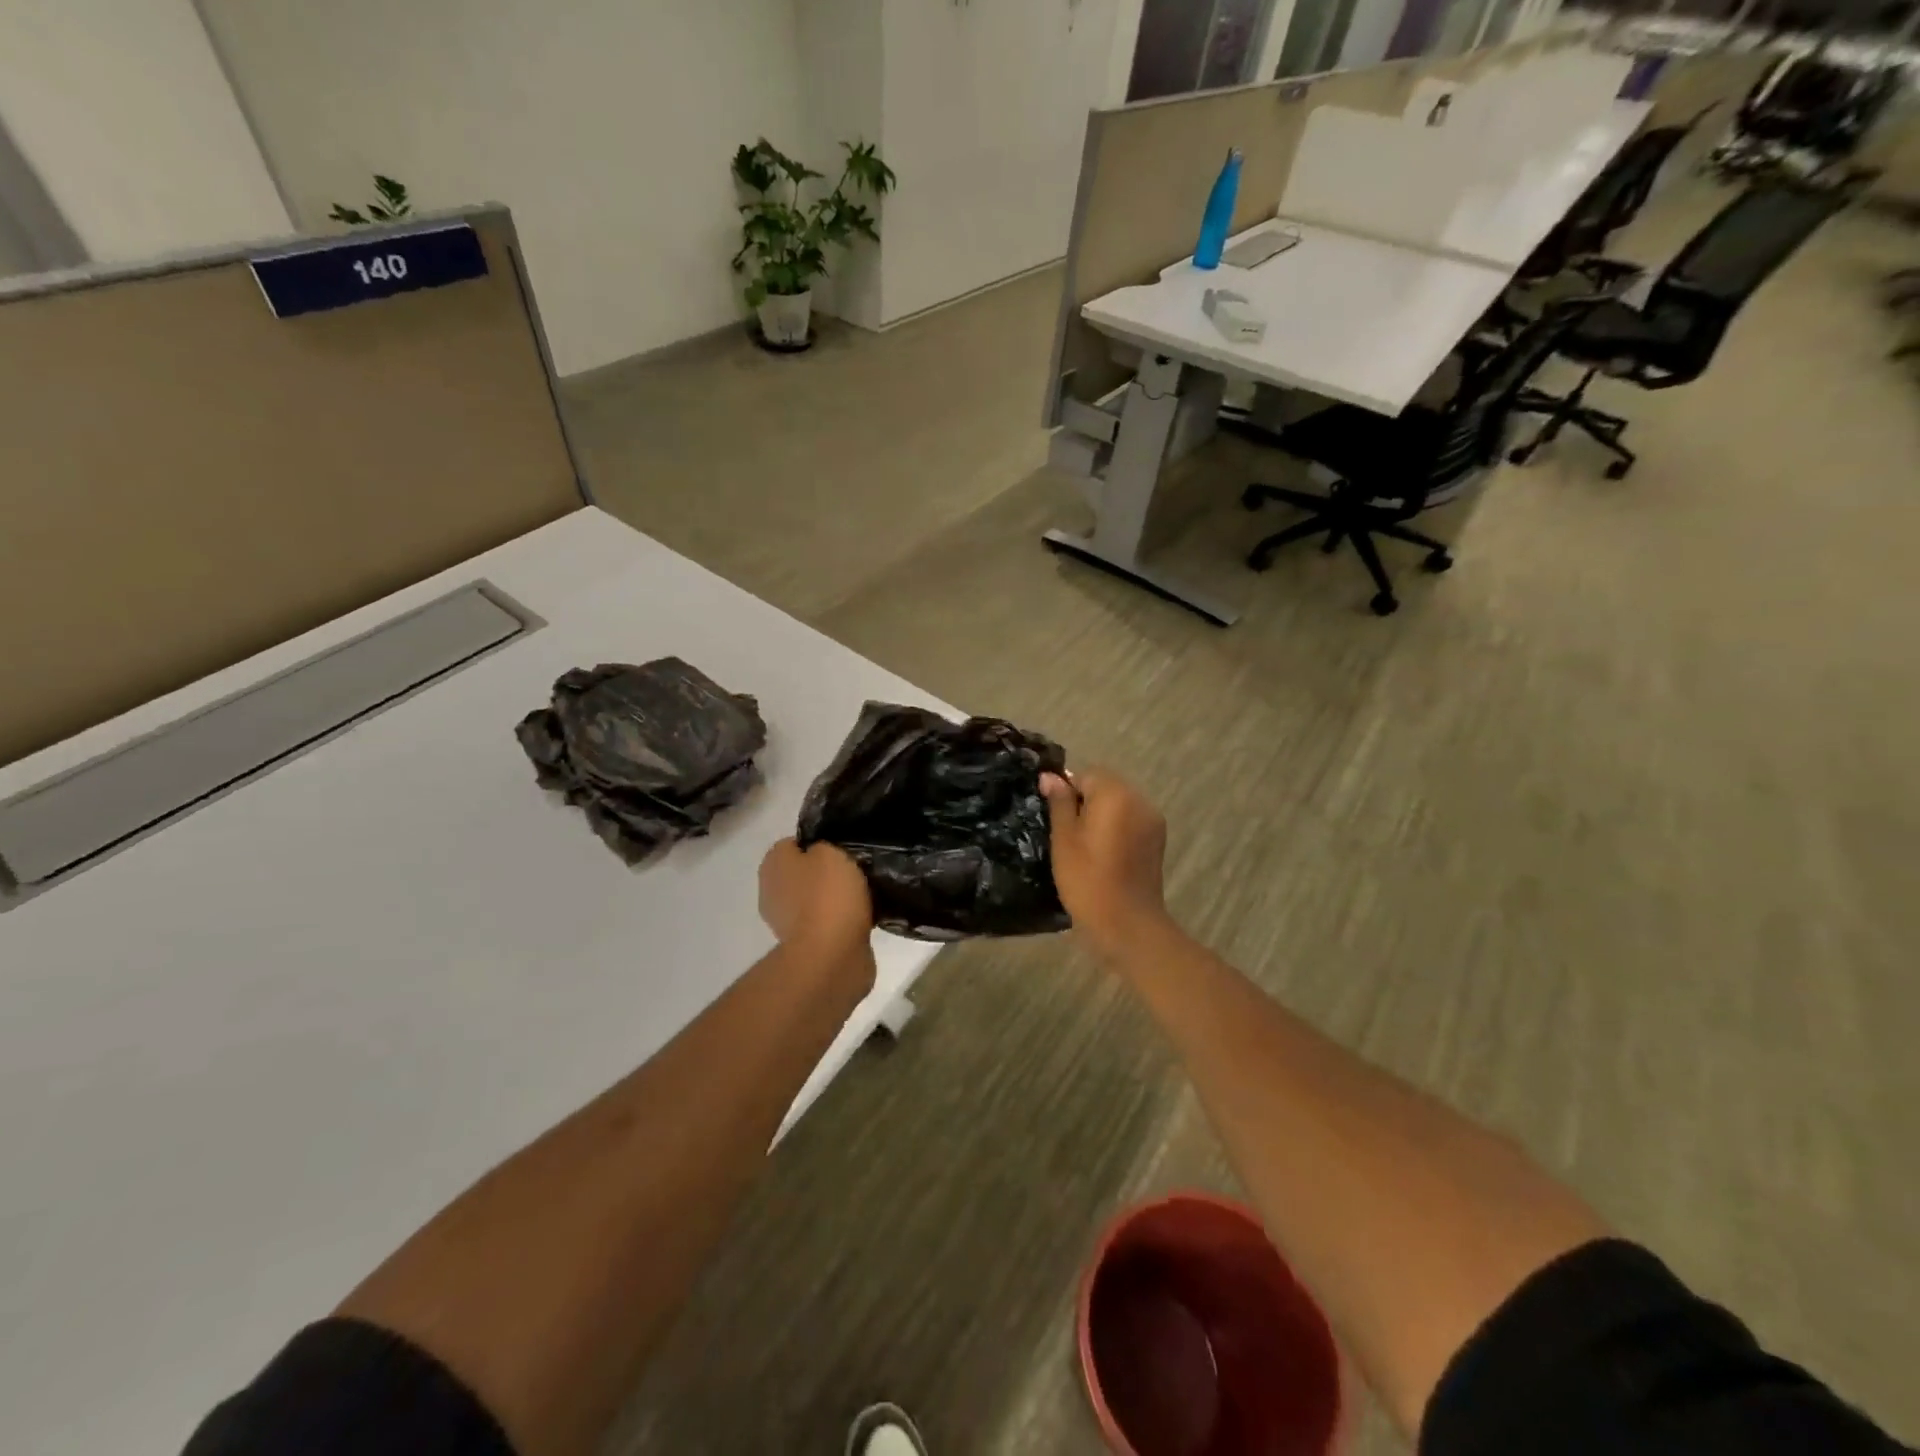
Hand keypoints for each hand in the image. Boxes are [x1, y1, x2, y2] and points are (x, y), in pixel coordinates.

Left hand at [758, 839, 875, 974]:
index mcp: (773, 864)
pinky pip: (825, 922)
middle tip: (856, 870)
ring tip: (865, 895)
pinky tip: (862, 917)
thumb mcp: (830, 852)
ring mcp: (785, 921)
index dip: (819, 842)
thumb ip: (824, 845)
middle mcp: (771, 890)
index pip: (794, 843)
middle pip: (804, 872)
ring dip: (835, 898)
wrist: (831, 955)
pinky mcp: (805, 945)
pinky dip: (840, 921)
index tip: (843, 847)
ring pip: (815, 898)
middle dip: (827, 872)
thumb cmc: (828, 895)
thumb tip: (821, 854)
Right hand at [1040, 769, 1172, 959]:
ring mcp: (1152, 820)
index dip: (1067, 792)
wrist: (1127, 924)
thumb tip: (1050, 777)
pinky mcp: (1157, 840)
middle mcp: (1140, 799)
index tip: (1057, 820)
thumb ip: (1059, 803)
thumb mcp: (1064, 839)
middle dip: (1086, 802)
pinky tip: (1105, 854)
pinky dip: (1117, 828)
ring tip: (1086, 846)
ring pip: (1120, 804)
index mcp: (1116, 794)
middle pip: (1106, 786)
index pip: (1086, 774)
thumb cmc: (1087, 879)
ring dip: (1102, 815)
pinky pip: (1131, 821)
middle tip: (1068, 834)